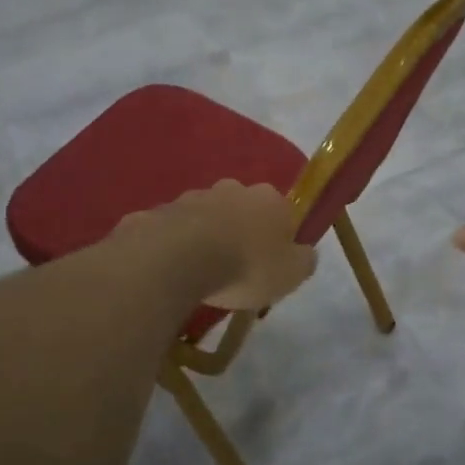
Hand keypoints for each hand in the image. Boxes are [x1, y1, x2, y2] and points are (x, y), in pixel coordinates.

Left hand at [119, 180, 315, 310]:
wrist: (178, 259)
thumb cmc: (245, 266)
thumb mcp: (290, 274)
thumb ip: (303, 261)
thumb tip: (305, 253)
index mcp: (269, 200)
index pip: (282, 212)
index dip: (278, 237)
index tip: (271, 263)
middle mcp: (232, 189)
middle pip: (242, 209)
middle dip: (240, 232)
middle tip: (236, 267)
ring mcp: (192, 197)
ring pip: (205, 216)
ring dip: (206, 237)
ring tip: (201, 272)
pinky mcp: (160, 211)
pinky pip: (173, 230)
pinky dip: (174, 245)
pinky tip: (171, 270)